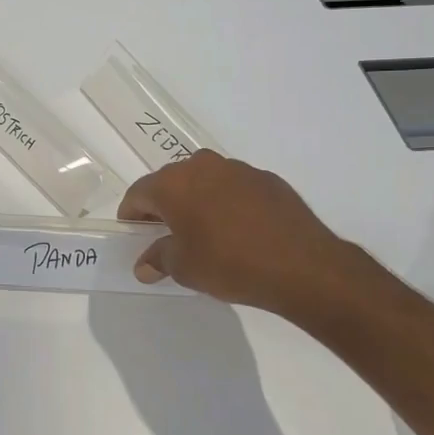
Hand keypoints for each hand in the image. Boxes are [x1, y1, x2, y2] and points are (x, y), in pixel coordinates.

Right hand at [117, 150, 377, 323]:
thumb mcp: (185, 268)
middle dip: (164, 205)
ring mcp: (238, 169)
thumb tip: (145, 264)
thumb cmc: (229, 264)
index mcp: (173, 184)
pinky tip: (238, 230)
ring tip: (205, 232)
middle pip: (171, 182)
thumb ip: (159, 259)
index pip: (138, 193)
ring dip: (197, 201)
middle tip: (166, 234)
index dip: (132, 215)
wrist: (302, 266)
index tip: (134, 234)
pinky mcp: (267, 179)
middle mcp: (202, 166)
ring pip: (204, 181)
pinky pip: (234, 188)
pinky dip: (227, 203)